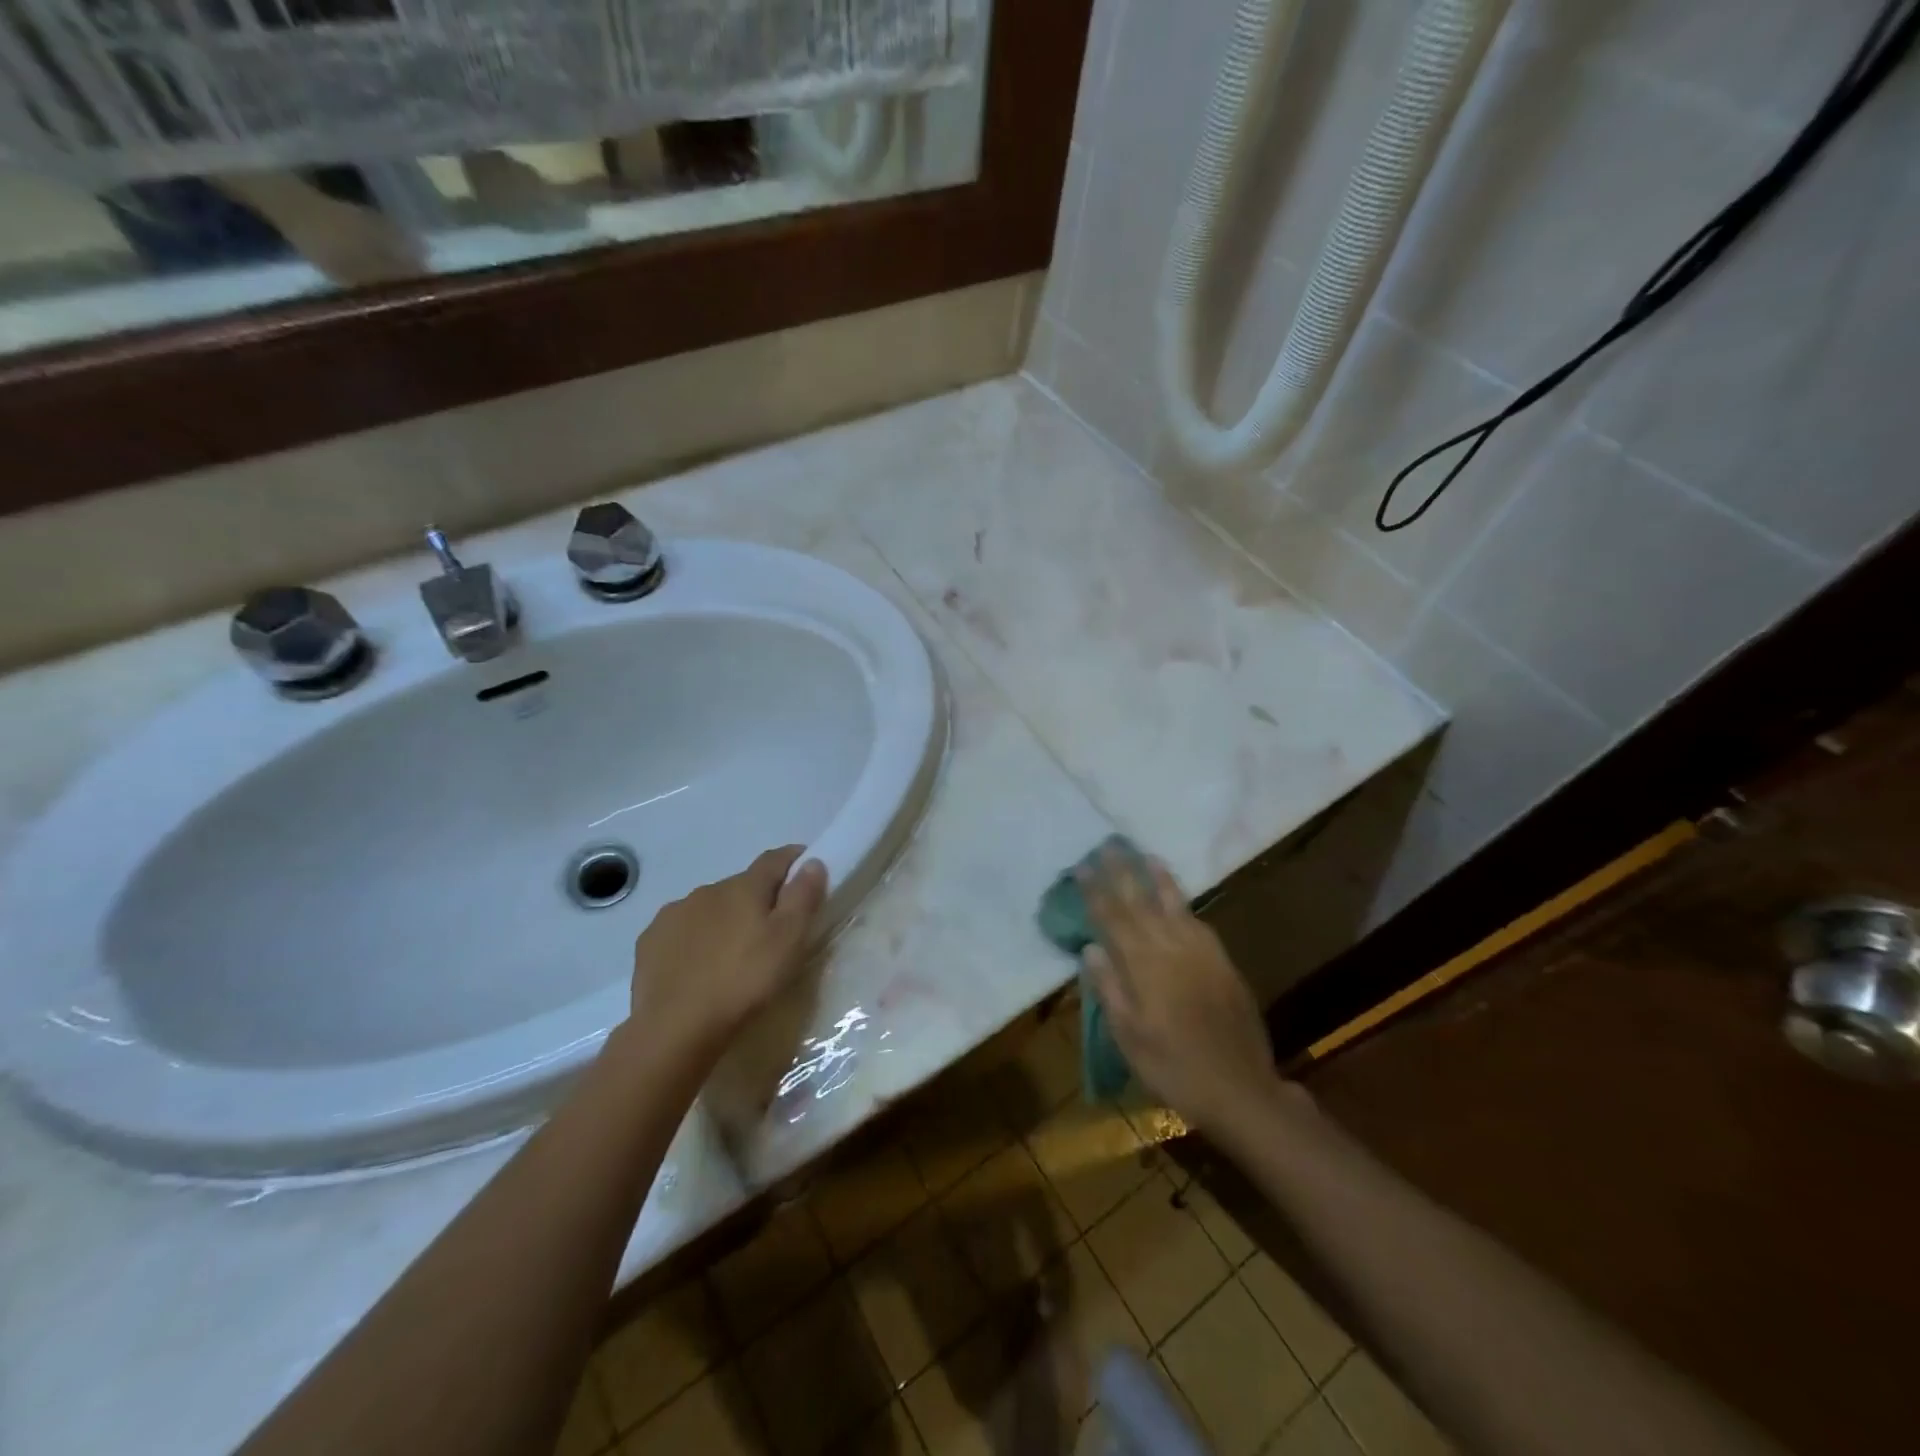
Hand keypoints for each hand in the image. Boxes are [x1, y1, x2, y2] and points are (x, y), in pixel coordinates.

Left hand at [627, 846, 827, 1062]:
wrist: (675, 1028)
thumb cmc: (744, 981)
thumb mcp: (789, 941)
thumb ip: (803, 896)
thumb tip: (812, 861)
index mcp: (744, 887)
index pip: (774, 859)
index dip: (794, 859)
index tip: (807, 868)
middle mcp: (707, 890)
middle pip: (741, 885)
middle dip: (758, 898)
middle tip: (771, 928)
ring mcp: (674, 914)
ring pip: (709, 907)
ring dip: (724, 919)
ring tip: (732, 952)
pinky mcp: (650, 941)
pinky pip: (681, 930)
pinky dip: (694, 939)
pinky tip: (698, 966)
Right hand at [1080, 846, 1278, 1132]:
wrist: (1240, 1089)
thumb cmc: (1173, 1068)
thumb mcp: (1130, 1038)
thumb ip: (1110, 989)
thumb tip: (1091, 948)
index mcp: (1144, 967)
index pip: (1113, 919)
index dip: (1096, 892)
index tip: (1082, 867)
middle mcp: (1171, 950)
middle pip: (1142, 903)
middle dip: (1123, 873)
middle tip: (1109, 846)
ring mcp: (1201, 954)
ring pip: (1175, 906)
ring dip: (1158, 879)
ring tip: (1146, 855)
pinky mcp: (1223, 963)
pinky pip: (1200, 923)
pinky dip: (1186, 905)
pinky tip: (1179, 899)